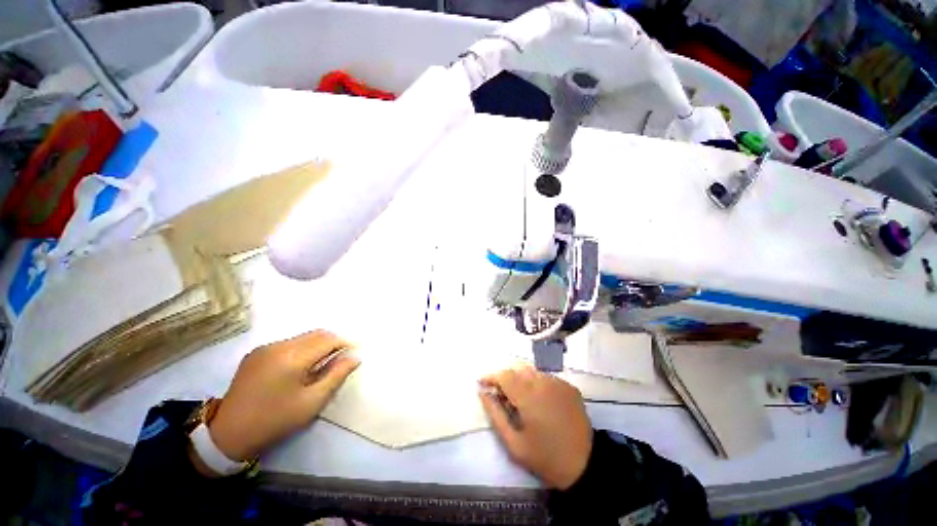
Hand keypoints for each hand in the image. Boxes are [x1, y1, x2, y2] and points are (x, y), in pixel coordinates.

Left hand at [208, 330, 359, 461]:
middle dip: (334, 342)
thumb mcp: (312, 402)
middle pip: (316, 334)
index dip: (346, 342)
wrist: (228, 434)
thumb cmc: (275, 421)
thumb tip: (355, 356)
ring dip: (318, 345)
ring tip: (324, 362)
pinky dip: (303, 349)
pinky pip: (288, 344)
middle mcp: (278, 346)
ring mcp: (265, 348)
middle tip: (344, 356)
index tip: (357, 350)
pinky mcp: (256, 353)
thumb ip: (336, 375)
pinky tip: (302, 366)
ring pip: (303, 337)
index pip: (328, 340)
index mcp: (292, 358)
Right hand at [478, 366, 592, 489]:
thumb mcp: (514, 444)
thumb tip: (483, 392)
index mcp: (528, 397)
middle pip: (518, 369)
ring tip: (522, 400)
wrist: (585, 465)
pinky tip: (541, 402)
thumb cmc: (545, 458)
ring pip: (532, 372)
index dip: (491, 376)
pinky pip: (547, 378)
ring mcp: (558, 383)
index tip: (482, 383)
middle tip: (503, 396)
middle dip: (506, 378)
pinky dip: (537, 384)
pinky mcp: (569, 387)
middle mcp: (543, 384)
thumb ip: (495, 415)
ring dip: (522, 380)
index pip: (504, 375)